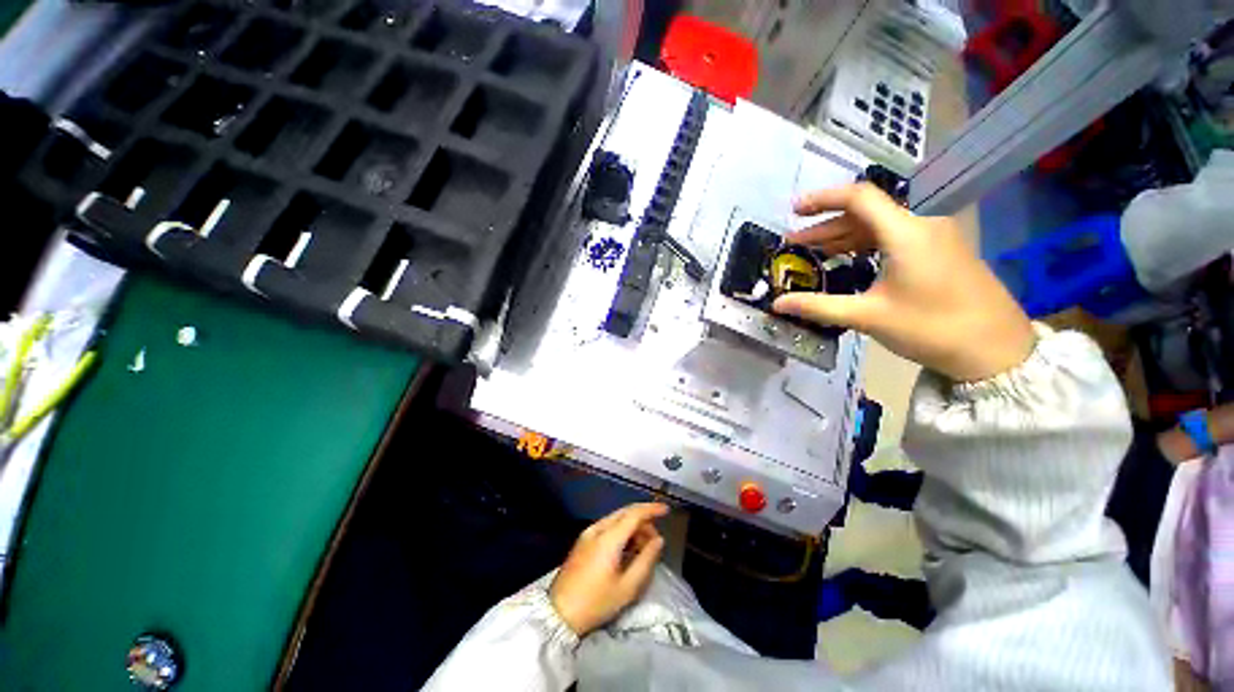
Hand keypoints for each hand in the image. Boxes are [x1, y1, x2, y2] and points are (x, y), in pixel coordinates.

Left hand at [549, 502, 667, 635]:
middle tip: (655, 537)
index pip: (634, 513)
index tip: (666, 510)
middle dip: (643, 519)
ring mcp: (588, 533)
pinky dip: (621, 530)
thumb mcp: (627, 588)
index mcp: (609, 538)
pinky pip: (607, 526)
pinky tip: (627, 547)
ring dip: (632, 525)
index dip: (651, 509)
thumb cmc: (596, 603)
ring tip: (643, 546)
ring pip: (615, 518)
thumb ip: (646, 560)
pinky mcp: (583, 541)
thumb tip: (658, 540)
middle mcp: (597, 529)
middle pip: (625, 512)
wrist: (558, 613)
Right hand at [773, 183, 1035, 381]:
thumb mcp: (868, 317)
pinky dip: (866, 245)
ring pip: (880, 226)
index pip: (859, 198)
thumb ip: (818, 306)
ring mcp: (935, 237)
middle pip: (866, 213)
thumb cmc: (932, 329)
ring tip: (813, 252)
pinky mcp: (942, 251)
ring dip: (844, 237)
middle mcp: (922, 225)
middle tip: (794, 243)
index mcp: (906, 233)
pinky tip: (848, 260)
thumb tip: (777, 304)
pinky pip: (895, 238)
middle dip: (826, 226)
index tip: (794, 210)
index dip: (822, 199)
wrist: (996, 350)